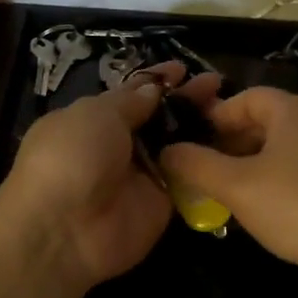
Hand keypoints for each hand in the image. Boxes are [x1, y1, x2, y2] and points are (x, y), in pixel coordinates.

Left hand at [0, 63, 214, 293]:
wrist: (64, 229)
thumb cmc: (71, 157)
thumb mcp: (96, 114)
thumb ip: (130, 101)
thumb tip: (154, 89)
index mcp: (93, 119)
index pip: (131, 94)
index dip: (157, 80)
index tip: (184, 68)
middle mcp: (118, 146)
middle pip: (159, 119)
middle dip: (185, 101)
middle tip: (217, 85)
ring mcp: (141, 176)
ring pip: (176, 147)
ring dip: (201, 128)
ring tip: (232, 109)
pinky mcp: (161, 204)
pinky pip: (187, 179)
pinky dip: (206, 163)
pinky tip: (234, 143)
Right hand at [159, 86, 297, 284]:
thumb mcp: (236, 187)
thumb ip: (196, 165)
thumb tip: (168, 150)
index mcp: (295, 109)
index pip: (247, 97)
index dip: (215, 117)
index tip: (193, 143)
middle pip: (269, 120)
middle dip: (234, 142)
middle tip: (210, 172)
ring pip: (290, 145)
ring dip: (258, 162)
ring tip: (237, 193)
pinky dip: (286, 177)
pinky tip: (276, 208)